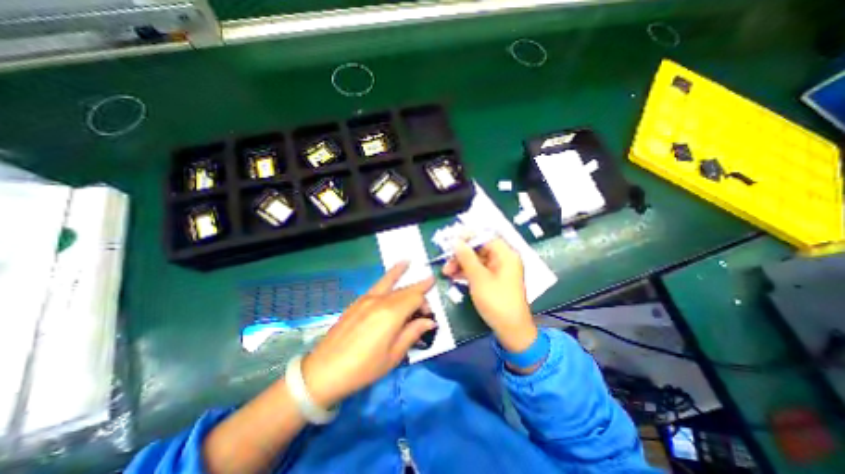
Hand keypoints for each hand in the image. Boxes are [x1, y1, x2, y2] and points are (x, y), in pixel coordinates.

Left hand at [300, 263, 435, 406]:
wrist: (324, 371)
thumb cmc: (363, 368)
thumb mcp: (393, 356)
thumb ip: (412, 333)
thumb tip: (429, 321)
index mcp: (391, 314)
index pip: (415, 297)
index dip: (425, 303)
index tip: (429, 315)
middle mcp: (380, 300)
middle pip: (404, 289)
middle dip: (418, 290)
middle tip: (427, 290)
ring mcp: (366, 299)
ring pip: (389, 282)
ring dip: (401, 273)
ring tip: (409, 262)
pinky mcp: (357, 302)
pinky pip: (377, 285)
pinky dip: (387, 276)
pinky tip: (391, 272)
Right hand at [443, 238, 533, 353]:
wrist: (511, 330)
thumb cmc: (497, 301)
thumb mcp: (479, 278)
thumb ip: (467, 258)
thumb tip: (456, 241)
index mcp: (506, 255)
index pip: (486, 237)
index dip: (468, 237)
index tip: (452, 241)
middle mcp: (503, 259)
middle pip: (480, 249)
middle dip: (461, 254)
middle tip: (446, 261)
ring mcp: (499, 271)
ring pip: (477, 260)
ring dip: (461, 264)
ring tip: (445, 272)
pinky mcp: (494, 280)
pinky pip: (478, 271)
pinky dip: (466, 272)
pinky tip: (453, 276)